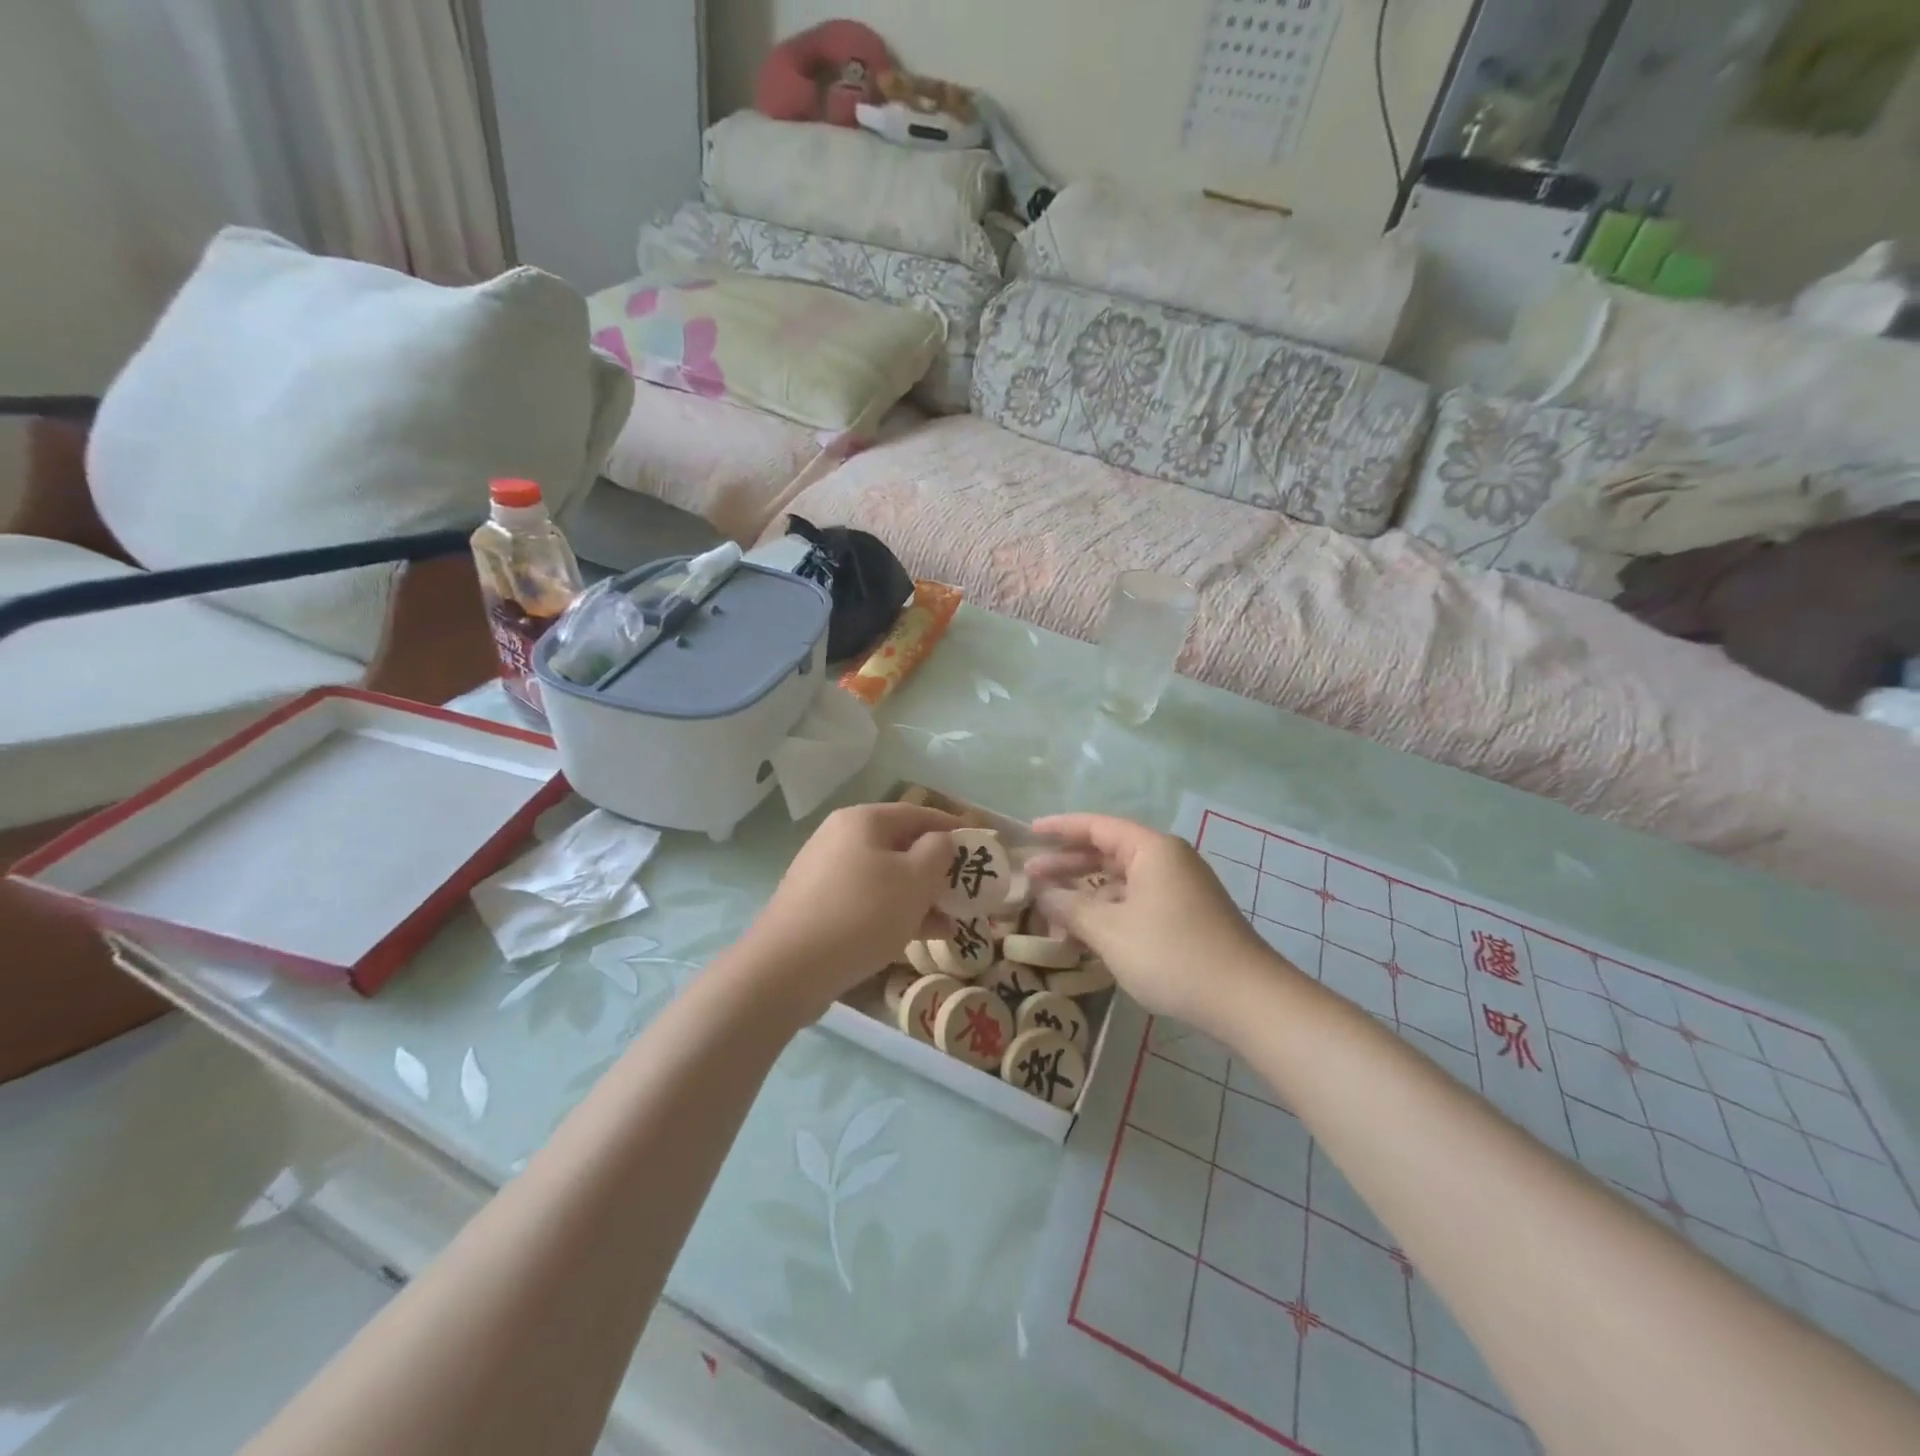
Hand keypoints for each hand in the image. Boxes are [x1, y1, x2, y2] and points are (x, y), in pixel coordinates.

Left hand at [739, 803, 958, 1014]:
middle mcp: (840, 837)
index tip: (981, 844)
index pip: (918, 813)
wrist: (787, 968)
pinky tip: (919, 937)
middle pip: (901, 845)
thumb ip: (938, 852)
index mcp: (863, 820)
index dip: (953, 827)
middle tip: (966, 890)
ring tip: (951, 922)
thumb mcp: (914, 879)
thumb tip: (940, 841)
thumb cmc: (861, 914)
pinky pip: (867, 900)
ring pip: (886, 877)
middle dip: (937, 869)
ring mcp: (825, 873)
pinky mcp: (818, 906)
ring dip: (920, 896)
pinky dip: (895, 912)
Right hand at [1027, 813, 1300, 1034]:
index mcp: (1152, 849)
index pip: (1097, 826)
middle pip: (1109, 851)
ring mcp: (1181, 888)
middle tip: (1030, 876)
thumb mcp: (1110, 931)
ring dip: (1087, 890)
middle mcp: (1168, 860)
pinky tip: (1088, 929)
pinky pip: (1137, 900)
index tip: (1030, 832)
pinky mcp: (1187, 915)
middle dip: (1068, 863)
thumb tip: (1042, 893)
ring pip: (1123, 879)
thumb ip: (1071, 908)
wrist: (1247, 999)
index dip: (1060, 828)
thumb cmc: (1172, 954)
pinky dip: (1109, 908)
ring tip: (1051, 906)